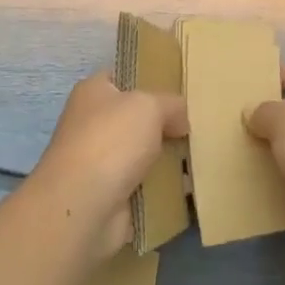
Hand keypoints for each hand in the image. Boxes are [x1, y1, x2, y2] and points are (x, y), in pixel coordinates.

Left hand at [28, 72, 187, 262]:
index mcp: (93, 92)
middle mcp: (93, 123)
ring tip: (201, 155)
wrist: (83, 206)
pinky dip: (164, 187)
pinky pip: (146, 185)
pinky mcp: (111, 194)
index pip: (123, 78)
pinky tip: (190, 185)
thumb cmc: (111, 141)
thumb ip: (171, 105)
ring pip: (144, 153)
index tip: (181, 89)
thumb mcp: (149, 106)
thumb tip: (180, 121)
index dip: (150, 80)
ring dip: (168, 158)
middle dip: (165, 124)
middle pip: (137, 118)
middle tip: (198, 125)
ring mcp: (101, 161)